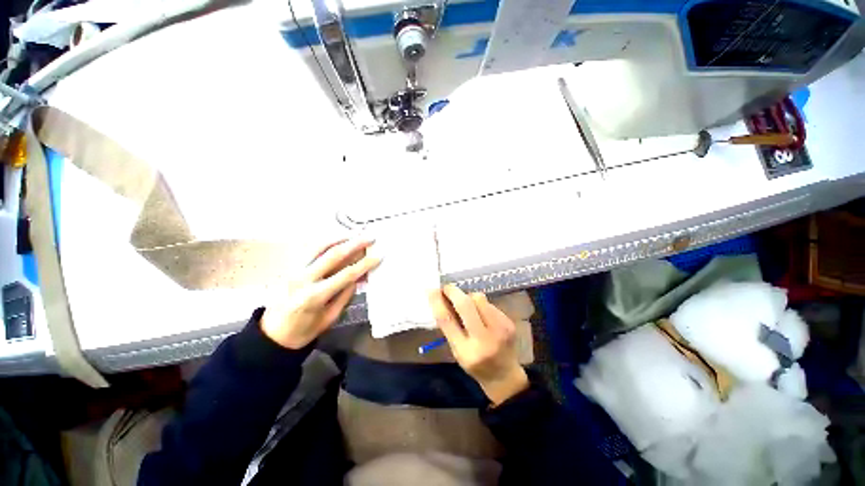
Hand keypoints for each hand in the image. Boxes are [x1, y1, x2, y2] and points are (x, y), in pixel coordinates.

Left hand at [261, 238, 380, 348]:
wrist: (272, 334)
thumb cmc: (304, 330)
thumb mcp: (330, 318)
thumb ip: (345, 296)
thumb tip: (358, 277)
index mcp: (315, 295)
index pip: (346, 274)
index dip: (365, 264)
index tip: (379, 255)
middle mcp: (304, 278)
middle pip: (334, 255)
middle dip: (355, 244)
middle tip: (370, 237)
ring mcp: (295, 270)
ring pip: (320, 246)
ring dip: (340, 238)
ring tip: (356, 233)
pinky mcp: (291, 267)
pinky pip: (311, 249)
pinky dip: (327, 241)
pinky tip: (338, 239)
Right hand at [428, 285, 528, 405]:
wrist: (505, 376)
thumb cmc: (475, 365)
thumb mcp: (457, 351)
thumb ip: (450, 327)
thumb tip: (442, 300)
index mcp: (466, 351)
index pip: (447, 320)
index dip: (437, 302)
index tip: (431, 290)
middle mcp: (484, 339)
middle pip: (465, 305)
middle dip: (453, 292)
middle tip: (447, 288)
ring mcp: (500, 329)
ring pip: (479, 299)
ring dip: (468, 297)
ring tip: (468, 307)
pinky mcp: (509, 322)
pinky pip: (489, 304)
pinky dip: (481, 305)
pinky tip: (482, 315)